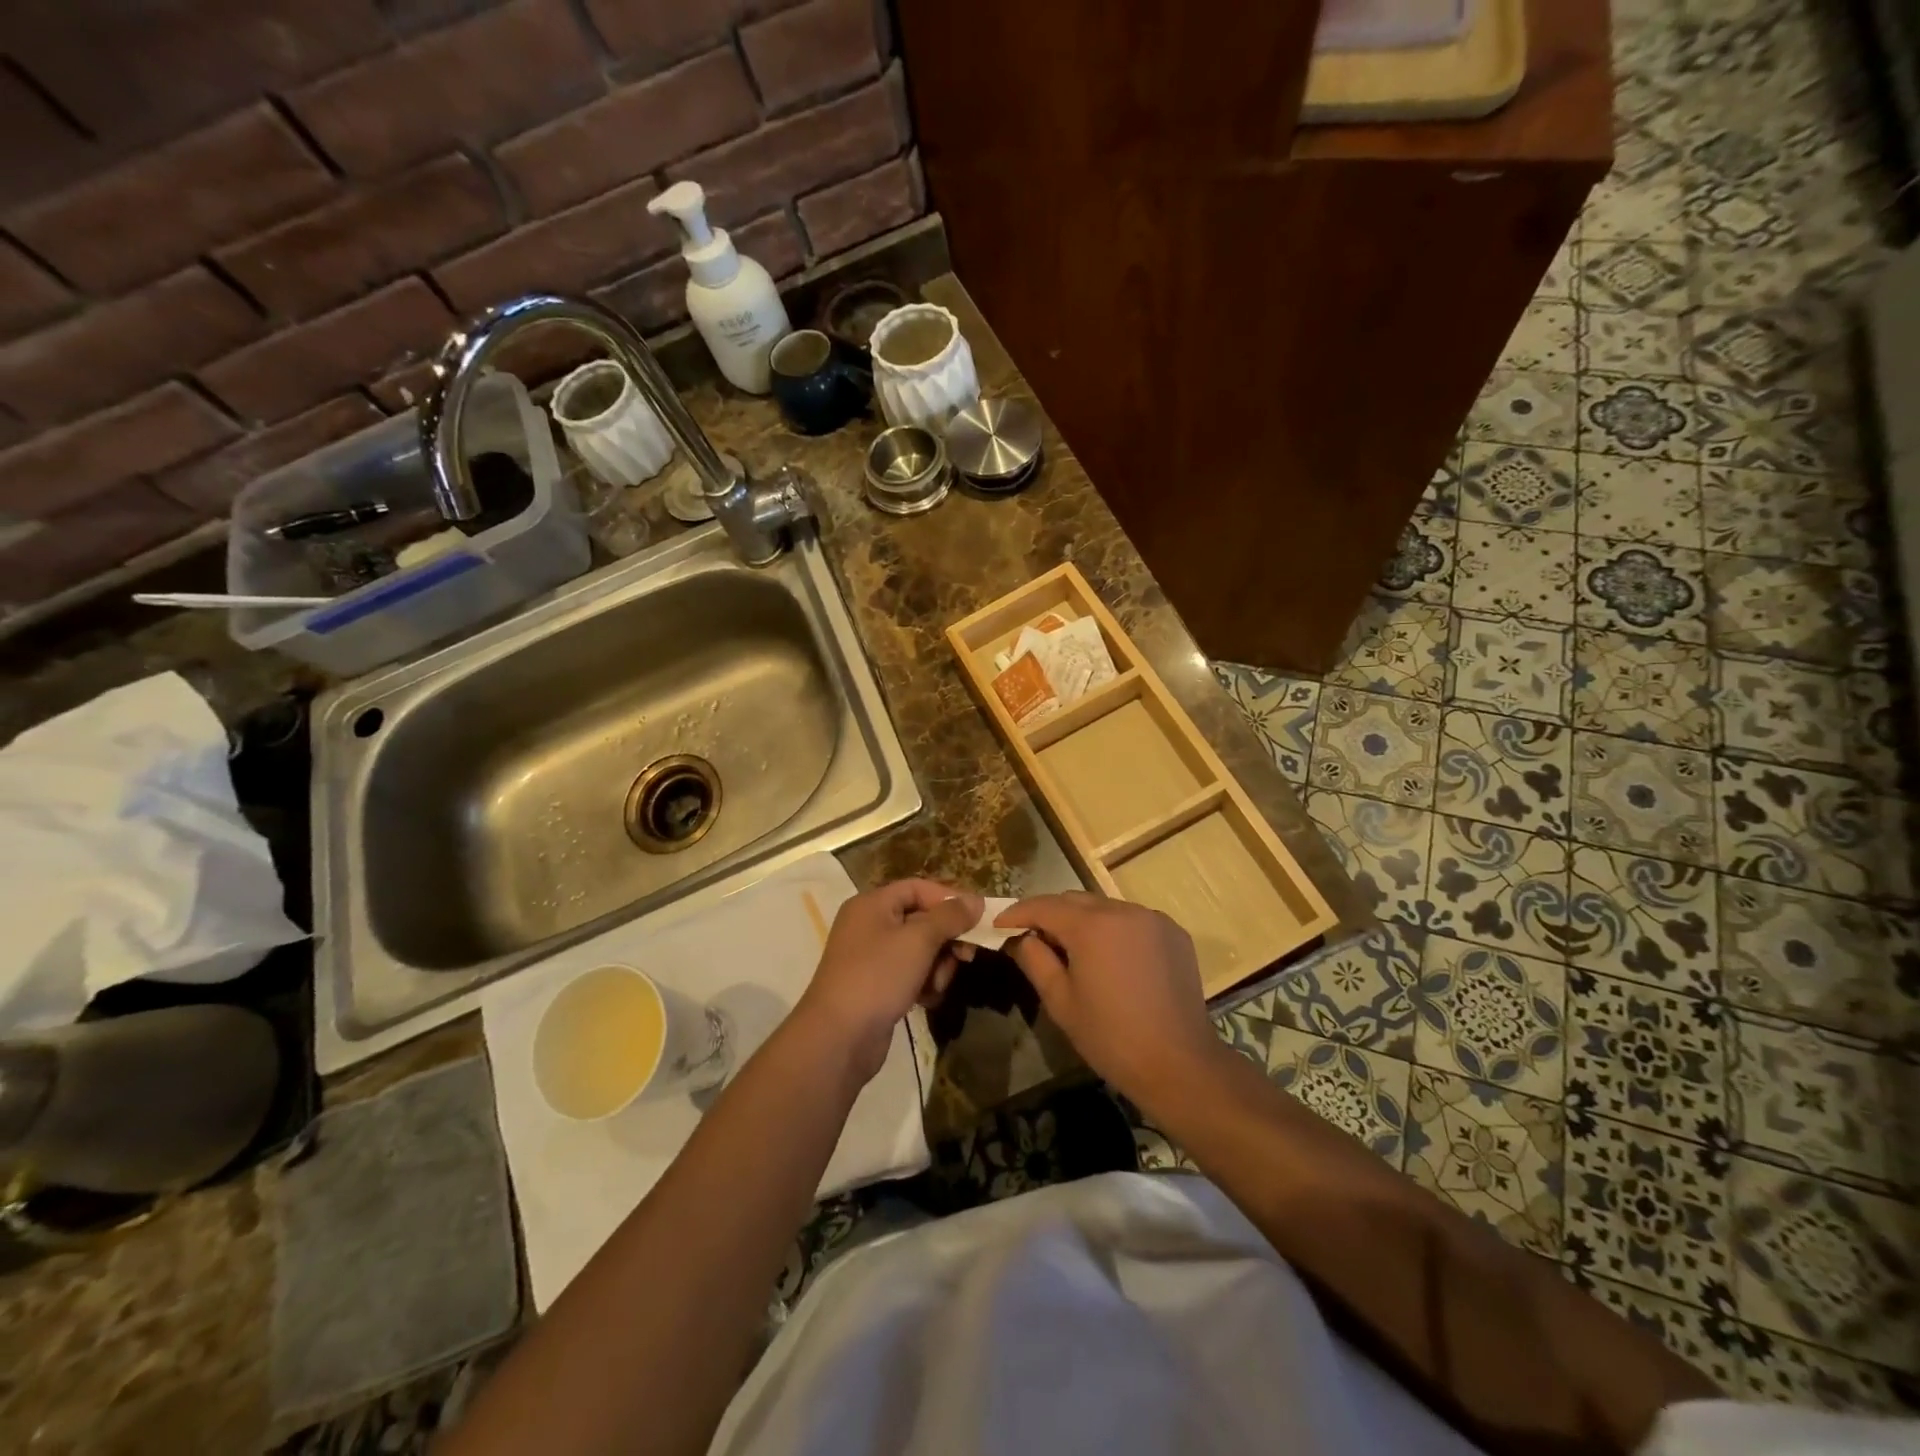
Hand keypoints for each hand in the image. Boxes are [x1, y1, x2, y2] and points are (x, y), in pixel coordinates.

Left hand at [795, 879, 981, 1082]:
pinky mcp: (876, 986)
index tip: (977, 918)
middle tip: (966, 957)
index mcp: (872, 904)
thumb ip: (949, 917)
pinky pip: (910, 973)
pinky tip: (927, 1000)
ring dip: (937, 965)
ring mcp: (871, 958)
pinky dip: (923, 983)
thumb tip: (976, 900)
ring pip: (919, 950)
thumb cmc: (878, 977)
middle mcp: (869, 925)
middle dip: (946, 938)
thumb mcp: (918, 940)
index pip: (918, 888)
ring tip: (937, 985)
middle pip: (921, 919)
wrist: (838, 1038)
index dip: (949, 899)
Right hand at [996, 893, 1221, 1106]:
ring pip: (1105, 907)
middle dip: (1050, 914)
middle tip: (1032, 938)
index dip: (1017, 912)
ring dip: (1083, 921)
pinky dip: (1114, 930)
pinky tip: (1111, 958)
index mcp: (1092, 926)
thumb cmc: (1111, 1037)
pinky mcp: (1174, 933)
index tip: (998, 924)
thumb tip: (1019, 938)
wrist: (1180, 1064)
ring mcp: (1153, 919)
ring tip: (1072, 950)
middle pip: (1075, 900)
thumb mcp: (1061, 1002)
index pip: (1044, 905)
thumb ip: (1035, 960)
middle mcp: (1123, 910)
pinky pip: (1132, 920)